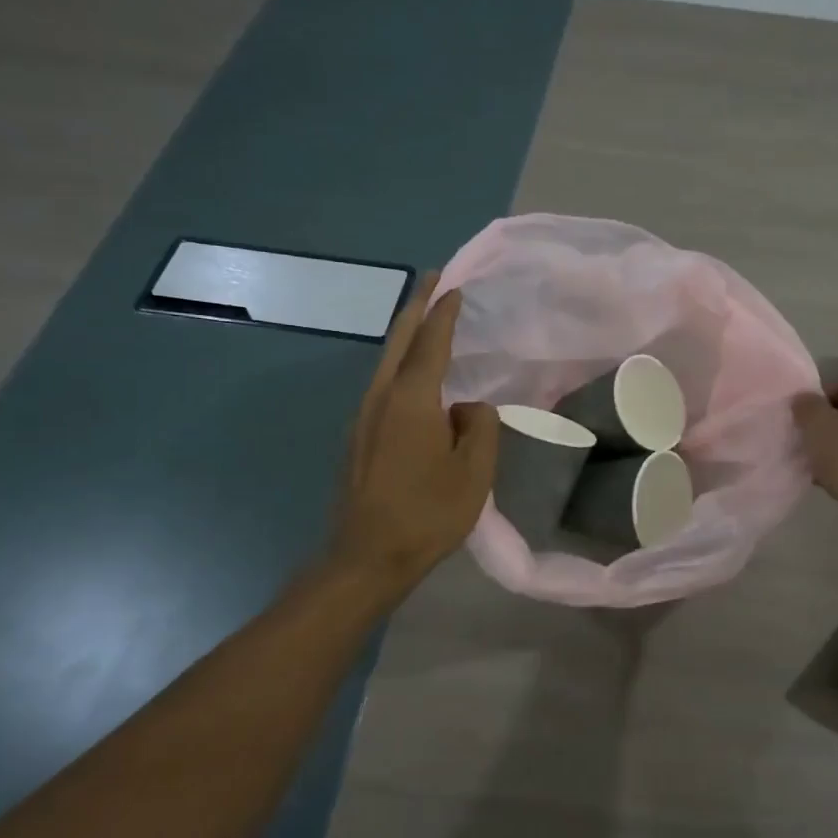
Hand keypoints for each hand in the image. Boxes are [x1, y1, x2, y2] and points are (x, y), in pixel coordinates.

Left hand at [324, 273, 498, 593]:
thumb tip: (467, 408)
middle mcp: (380, 398)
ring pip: (386, 362)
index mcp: (411, 400)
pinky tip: (416, 376)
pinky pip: (383, 386)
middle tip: (433, 280)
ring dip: (407, 335)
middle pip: (398, 341)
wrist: (366, 557)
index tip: (454, 285)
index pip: (430, 343)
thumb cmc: (427, 514)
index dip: (444, 312)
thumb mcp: (473, 472)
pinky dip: (401, 365)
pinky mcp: (358, 437)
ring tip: (427, 320)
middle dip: (416, 307)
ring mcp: (363, 417)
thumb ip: (479, 427)